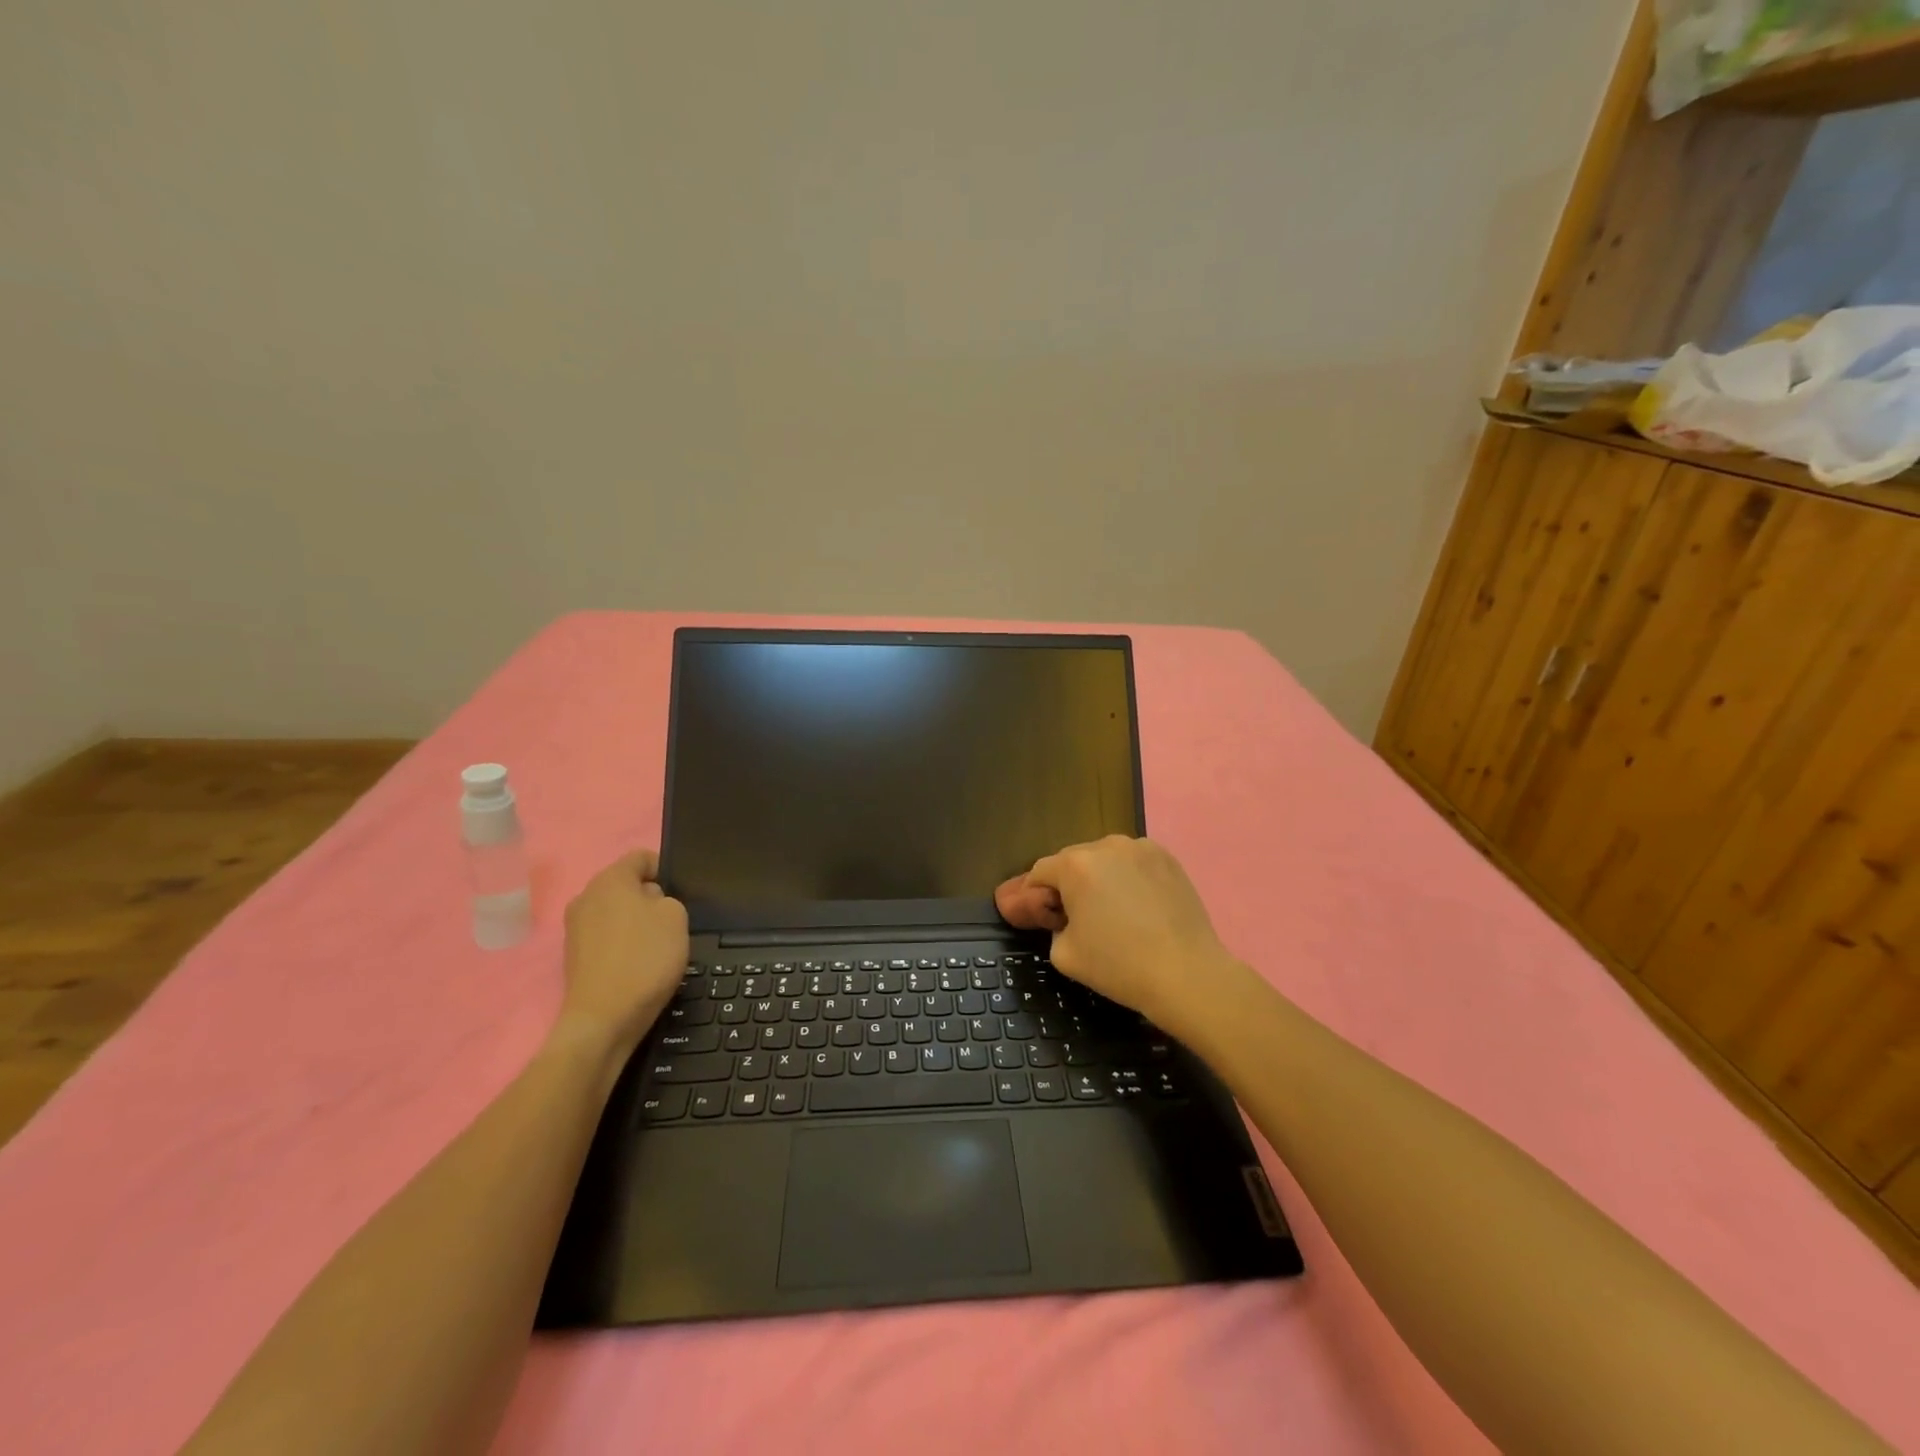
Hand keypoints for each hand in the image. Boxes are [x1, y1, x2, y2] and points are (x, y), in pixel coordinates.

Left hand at [560, 849, 688, 1058]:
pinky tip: (639, 964)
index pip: (641, 857)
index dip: (665, 869)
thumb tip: (650, 904)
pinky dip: (623, 944)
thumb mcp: (677, 917)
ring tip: (657, 946)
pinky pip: (606, 937)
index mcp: (610, 879)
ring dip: (636, 922)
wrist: (604, 1018)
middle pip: (626, 885)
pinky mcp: (574, 956)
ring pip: (615, 912)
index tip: (681, 892)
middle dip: (649, 898)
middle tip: (673, 921)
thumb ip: (667, 899)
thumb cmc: (645, 957)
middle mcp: (586, 897)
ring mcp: (575, 928)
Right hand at [994, 835, 1241, 1031]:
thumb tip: (1063, 917)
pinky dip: (1129, 877)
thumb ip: (1051, 926)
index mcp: (1075, 865)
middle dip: (1070, 885)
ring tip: (1114, 911)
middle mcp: (1105, 845)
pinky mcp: (1167, 858)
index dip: (1037, 896)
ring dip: (1101, 878)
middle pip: (1073, 861)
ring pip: (1106, 859)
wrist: (1186, 974)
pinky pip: (1134, 862)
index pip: (1040, 872)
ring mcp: (1140, 848)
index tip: (1048, 920)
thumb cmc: (1118, 965)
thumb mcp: (1063, 954)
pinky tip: (1140, 906)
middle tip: (1080, 918)